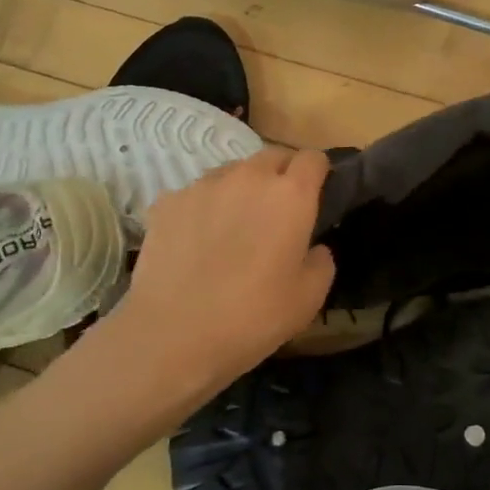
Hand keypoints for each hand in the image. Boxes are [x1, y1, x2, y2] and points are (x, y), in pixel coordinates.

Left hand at [118, 147, 335, 388]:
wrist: (172, 333)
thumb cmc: (252, 317)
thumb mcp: (309, 299)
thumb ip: (322, 262)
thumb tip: (314, 247)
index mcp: (290, 196)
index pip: (312, 158)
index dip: (318, 173)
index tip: (316, 195)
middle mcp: (248, 177)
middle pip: (272, 156)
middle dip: (281, 175)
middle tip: (278, 213)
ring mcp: (203, 185)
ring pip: (232, 172)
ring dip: (241, 189)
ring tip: (233, 226)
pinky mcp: (168, 200)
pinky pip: (195, 194)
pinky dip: (203, 208)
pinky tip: (195, 241)